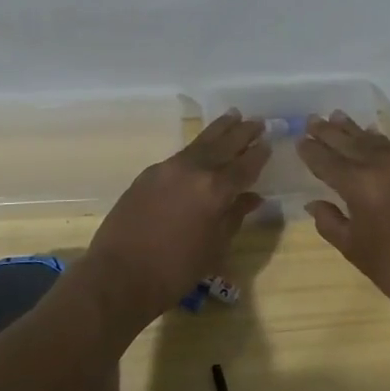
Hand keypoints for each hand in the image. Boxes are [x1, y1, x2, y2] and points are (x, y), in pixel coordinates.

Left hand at [75, 112, 269, 322]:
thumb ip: (235, 216)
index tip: (269, 142)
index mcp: (215, 189)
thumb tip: (252, 197)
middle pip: (223, 145)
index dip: (259, 154)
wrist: (119, 274)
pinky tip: (201, 149)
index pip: (244, 165)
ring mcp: (167, 168)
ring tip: (233, 115)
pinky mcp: (148, 174)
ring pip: (199, 143)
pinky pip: (180, 155)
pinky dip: (196, 148)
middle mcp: (193, 170)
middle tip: (257, 121)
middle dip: (242, 132)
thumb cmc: (175, 270)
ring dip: (218, 130)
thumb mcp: (215, 247)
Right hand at [298, 113, 389, 322]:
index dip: (312, 150)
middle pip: (352, 143)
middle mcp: (386, 166)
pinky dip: (384, 146)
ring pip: (378, 143)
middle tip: (314, 119)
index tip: (300, 139)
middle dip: (330, 132)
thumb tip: (314, 203)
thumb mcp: (353, 248)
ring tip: (340, 117)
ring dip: (357, 132)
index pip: (328, 161)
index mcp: (360, 185)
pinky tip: (377, 142)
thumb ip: (330, 221)